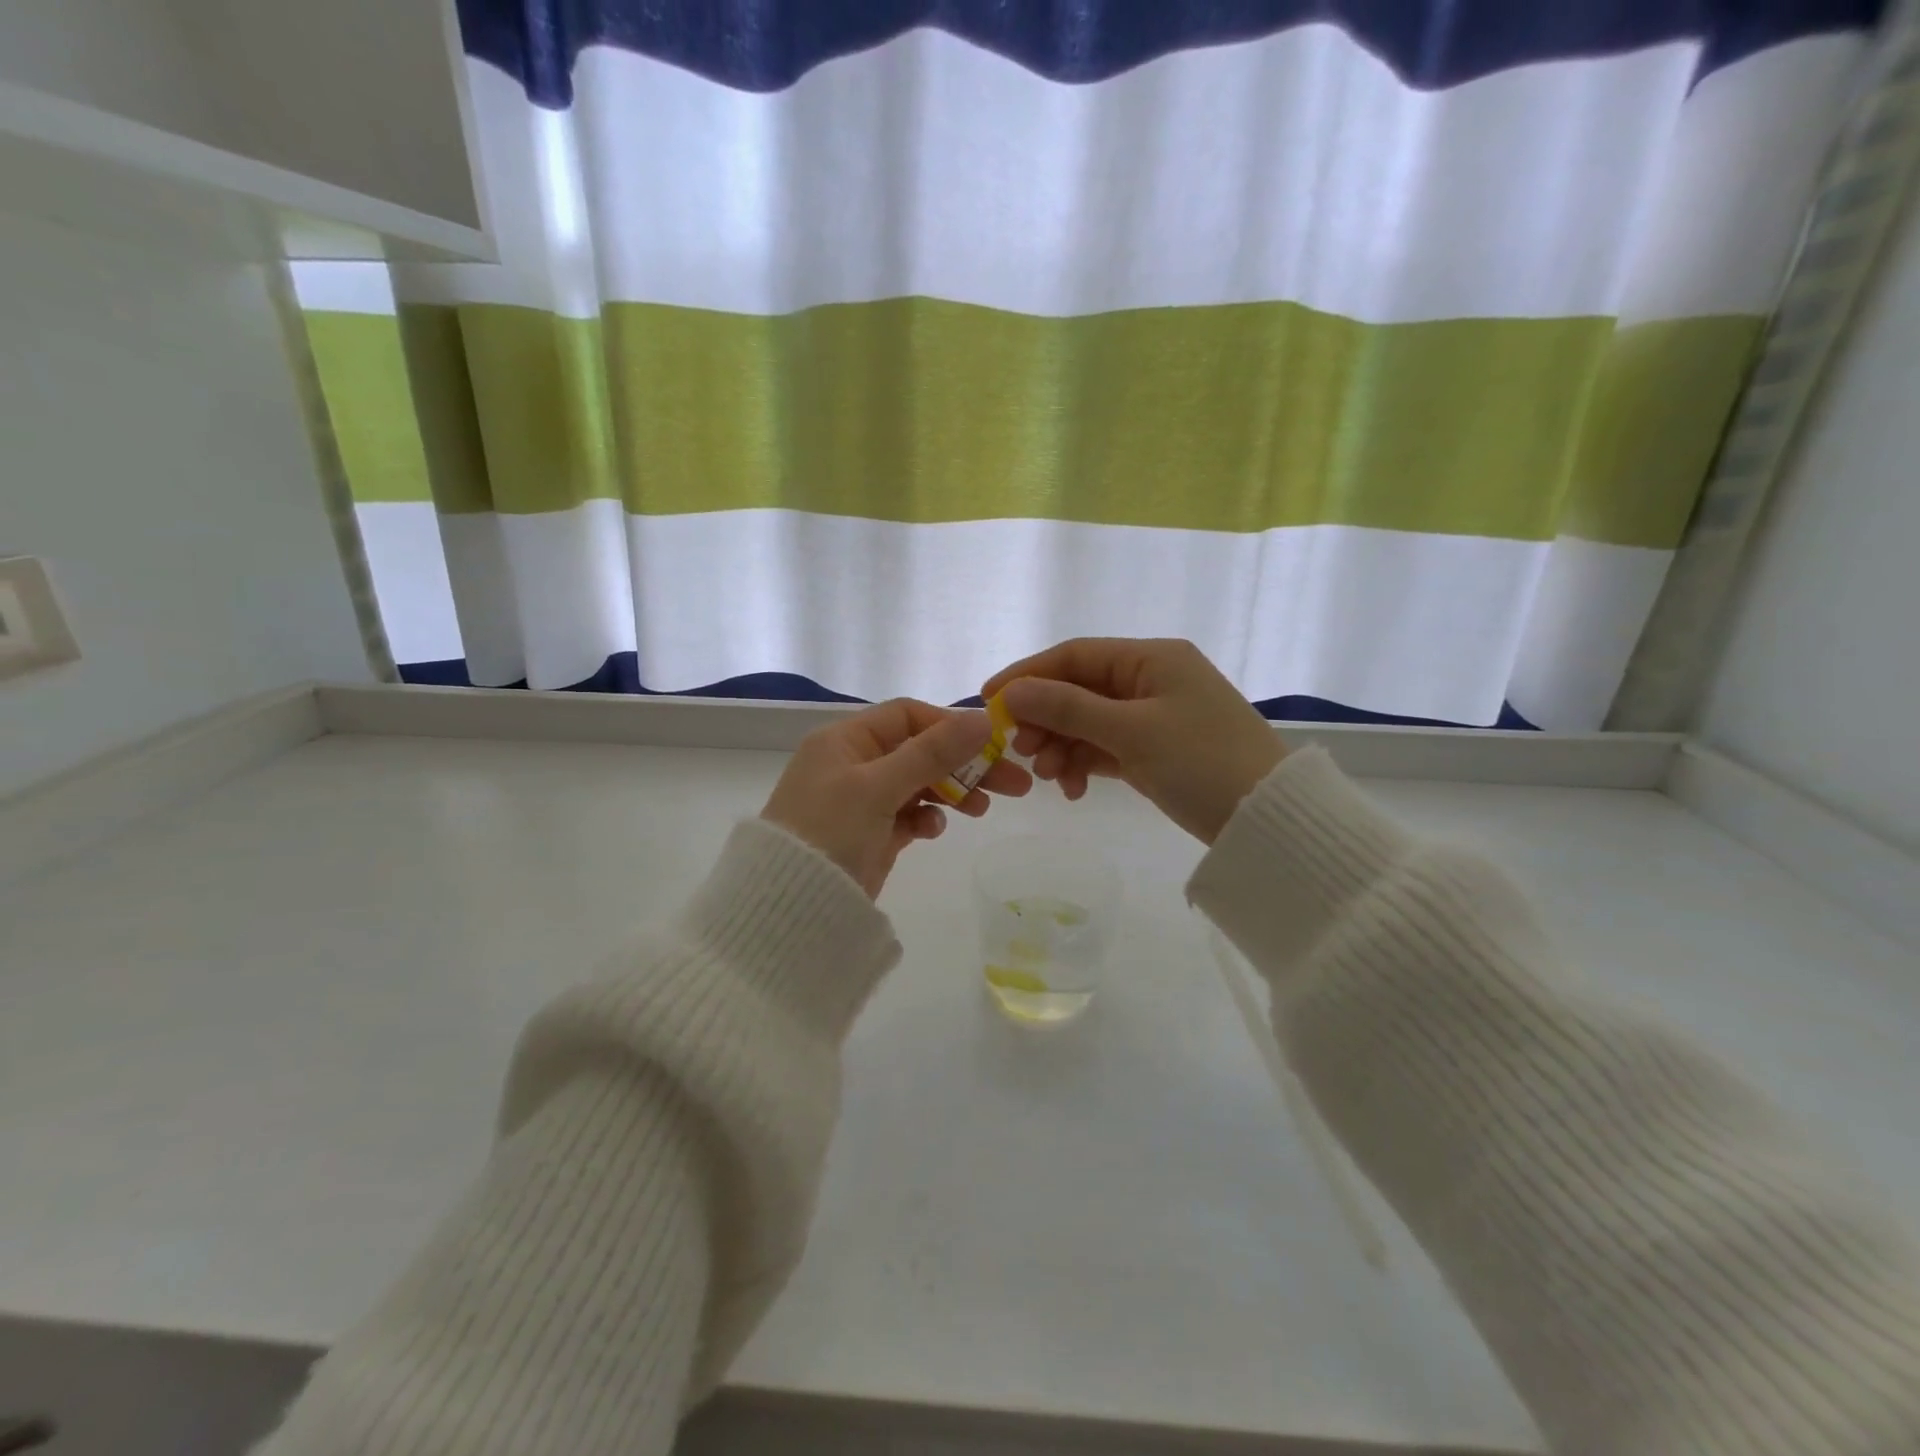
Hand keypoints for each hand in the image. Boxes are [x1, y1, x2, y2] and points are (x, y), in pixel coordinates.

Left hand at [762, 699, 1031, 896]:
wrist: (789, 906)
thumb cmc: (829, 831)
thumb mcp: (879, 786)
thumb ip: (932, 753)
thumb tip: (983, 719)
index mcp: (846, 739)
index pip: (908, 716)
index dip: (950, 726)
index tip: (991, 745)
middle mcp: (853, 763)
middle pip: (920, 751)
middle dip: (964, 764)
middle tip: (1014, 783)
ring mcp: (862, 800)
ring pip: (919, 783)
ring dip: (951, 791)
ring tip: (982, 809)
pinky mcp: (871, 833)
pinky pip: (908, 815)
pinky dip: (926, 818)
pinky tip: (934, 830)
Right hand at [982, 639, 1284, 843]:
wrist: (1268, 819)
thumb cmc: (1201, 762)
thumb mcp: (1131, 732)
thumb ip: (1068, 709)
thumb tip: (1012, 692)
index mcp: (1151, 659)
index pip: (1074, 655)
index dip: (1028, 674)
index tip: (988, 700)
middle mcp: (1151, 679)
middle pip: (1078, 689)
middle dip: (1045, 719)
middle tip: (1020, 750)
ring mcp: (1154, 716)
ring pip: (1089, 722)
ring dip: (1062, 747)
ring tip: (1048, 780)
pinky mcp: (1156, 750)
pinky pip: (1107, 748)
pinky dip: (1086, 764)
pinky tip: (1074, 790)